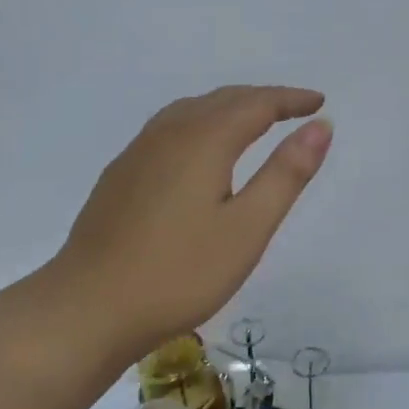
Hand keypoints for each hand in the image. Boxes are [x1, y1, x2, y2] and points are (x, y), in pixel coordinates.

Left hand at [38, 85, 332, 362]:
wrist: (87, 308)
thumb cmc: (179, 273)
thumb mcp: (247, 229)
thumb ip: (285, 174)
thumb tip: (320, 127)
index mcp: (203, 140)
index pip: (256, 104)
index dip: (290, 99)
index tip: (318, 102)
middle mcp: (168, 133)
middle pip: (222, 100)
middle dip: (262, 99)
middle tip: (294, 110)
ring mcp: (138, 153)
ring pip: (191, 111)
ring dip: (229, 108)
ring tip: (254, 122)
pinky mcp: (120, 175)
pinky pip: (170, 129)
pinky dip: (201, 124)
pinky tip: (200, 151)